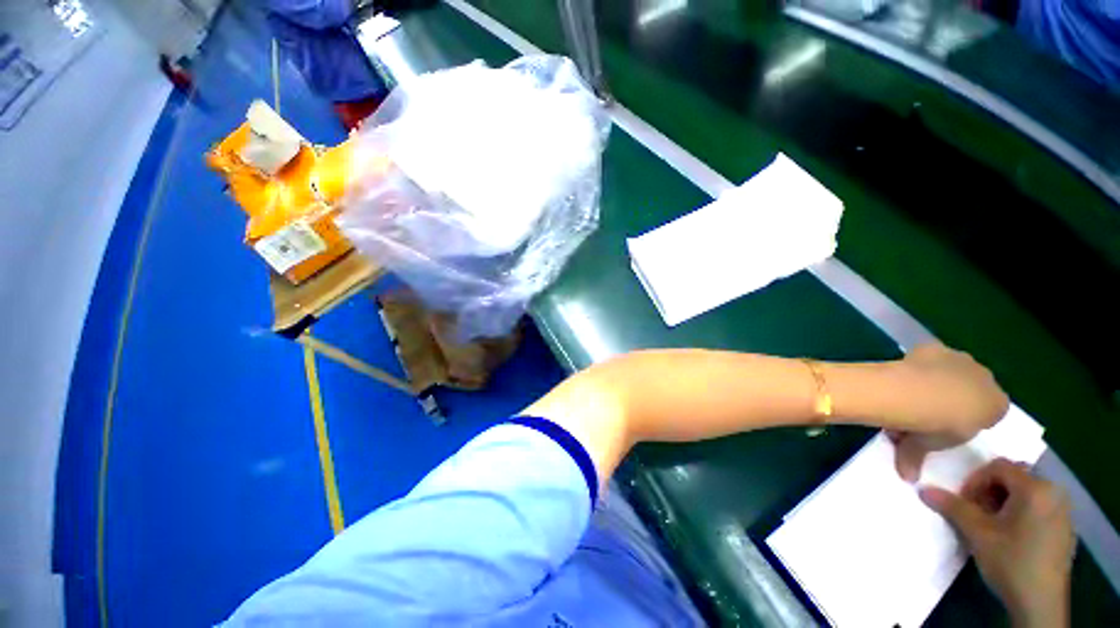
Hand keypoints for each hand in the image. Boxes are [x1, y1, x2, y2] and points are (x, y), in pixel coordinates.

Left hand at [887, 343, 1008, 480]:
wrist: (921, 393)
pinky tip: (901, 374)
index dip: (962, 421)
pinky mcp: (936, 347)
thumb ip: (916, 458)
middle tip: (917, 415)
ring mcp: (961, 359)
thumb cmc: (936, 425)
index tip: (940, 428)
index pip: (987, 412)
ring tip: (904, 395)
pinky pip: (929, 356)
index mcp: (997, 405)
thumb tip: (905, 475)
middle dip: (946, 401)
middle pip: (966, 390)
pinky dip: (917, 363)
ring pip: (948, 371)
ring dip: (931, 382)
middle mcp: (985, 378)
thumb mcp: (929, 446)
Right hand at [920, 459, 1074, 627]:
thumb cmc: (1010, 562)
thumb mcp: (977, 534)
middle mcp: (1054, 492)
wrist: (1040, 603)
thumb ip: (953, 507)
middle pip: (1015, 477)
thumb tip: (923, 489)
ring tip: (993, 525)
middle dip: (991, 491)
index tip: (964, 502)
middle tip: (977, 513)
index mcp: (1035, 488)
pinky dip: (1021, 513)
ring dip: (1005, 502)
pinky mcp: (1065, 527)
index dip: (976, 480)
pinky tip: (1013, 537)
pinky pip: (1040, 507)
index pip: (999, 467)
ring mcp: (1063, 511)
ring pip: (1028, 492)